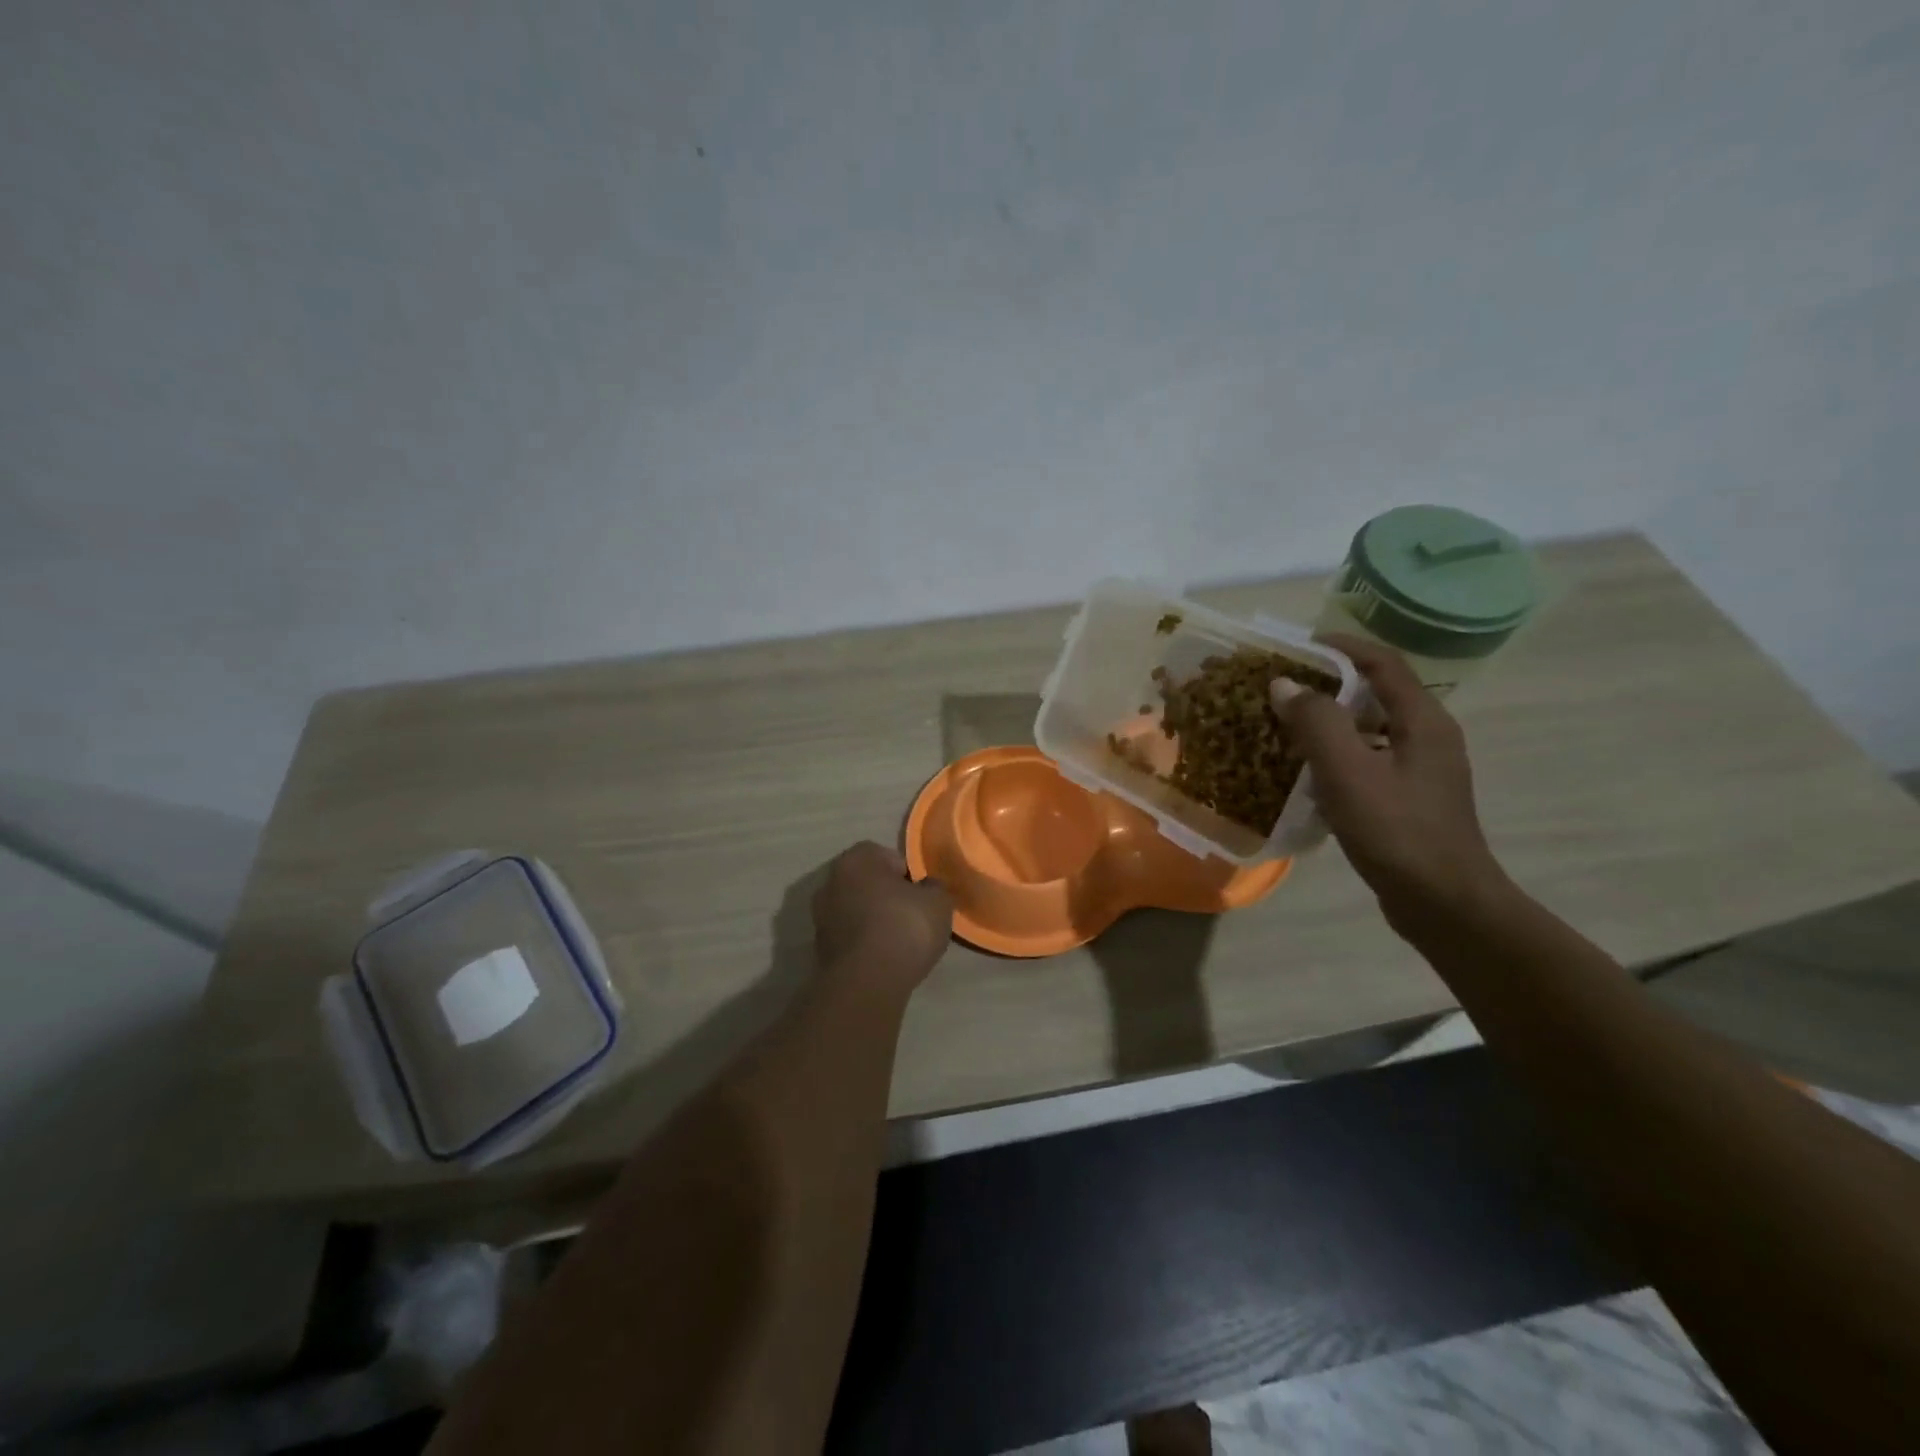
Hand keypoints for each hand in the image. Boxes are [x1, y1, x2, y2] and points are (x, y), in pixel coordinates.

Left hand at [812, 842, 953, 989]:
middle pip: (867, 882)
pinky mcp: (819, 948)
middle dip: (886, 895)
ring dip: (873, 920)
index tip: (920, 894)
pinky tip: (883, 959)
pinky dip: (864, 943)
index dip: (907, 873)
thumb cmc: (904, 927)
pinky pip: (849, 936)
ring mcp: (820, 916)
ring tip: (899, 941)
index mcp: (857, 859)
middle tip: (911, 915)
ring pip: (855, 910)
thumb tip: (927, 888)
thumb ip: (934, 888)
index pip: (885, 855)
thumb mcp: (938, 901)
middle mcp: (831, 881)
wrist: (867, 982)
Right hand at [1271, 636, 1509, 924]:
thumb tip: (1285, 685)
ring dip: (1330, 722)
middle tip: (1281, 687)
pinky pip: (1368, 761)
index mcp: (1423, 721)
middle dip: (1328, 684)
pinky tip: (1306, 773)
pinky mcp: (1409, 800)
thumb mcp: (1349, 773)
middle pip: (1376, 694)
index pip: (1383, 663)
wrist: (1444, 904)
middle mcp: (1428, 737)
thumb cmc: (1398, 833)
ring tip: (1284, 726)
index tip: (1297, 645)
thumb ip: (1316, 724)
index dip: (1342, 647)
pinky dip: (1337, 755)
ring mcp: (1421, 771)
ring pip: (1370, 729)